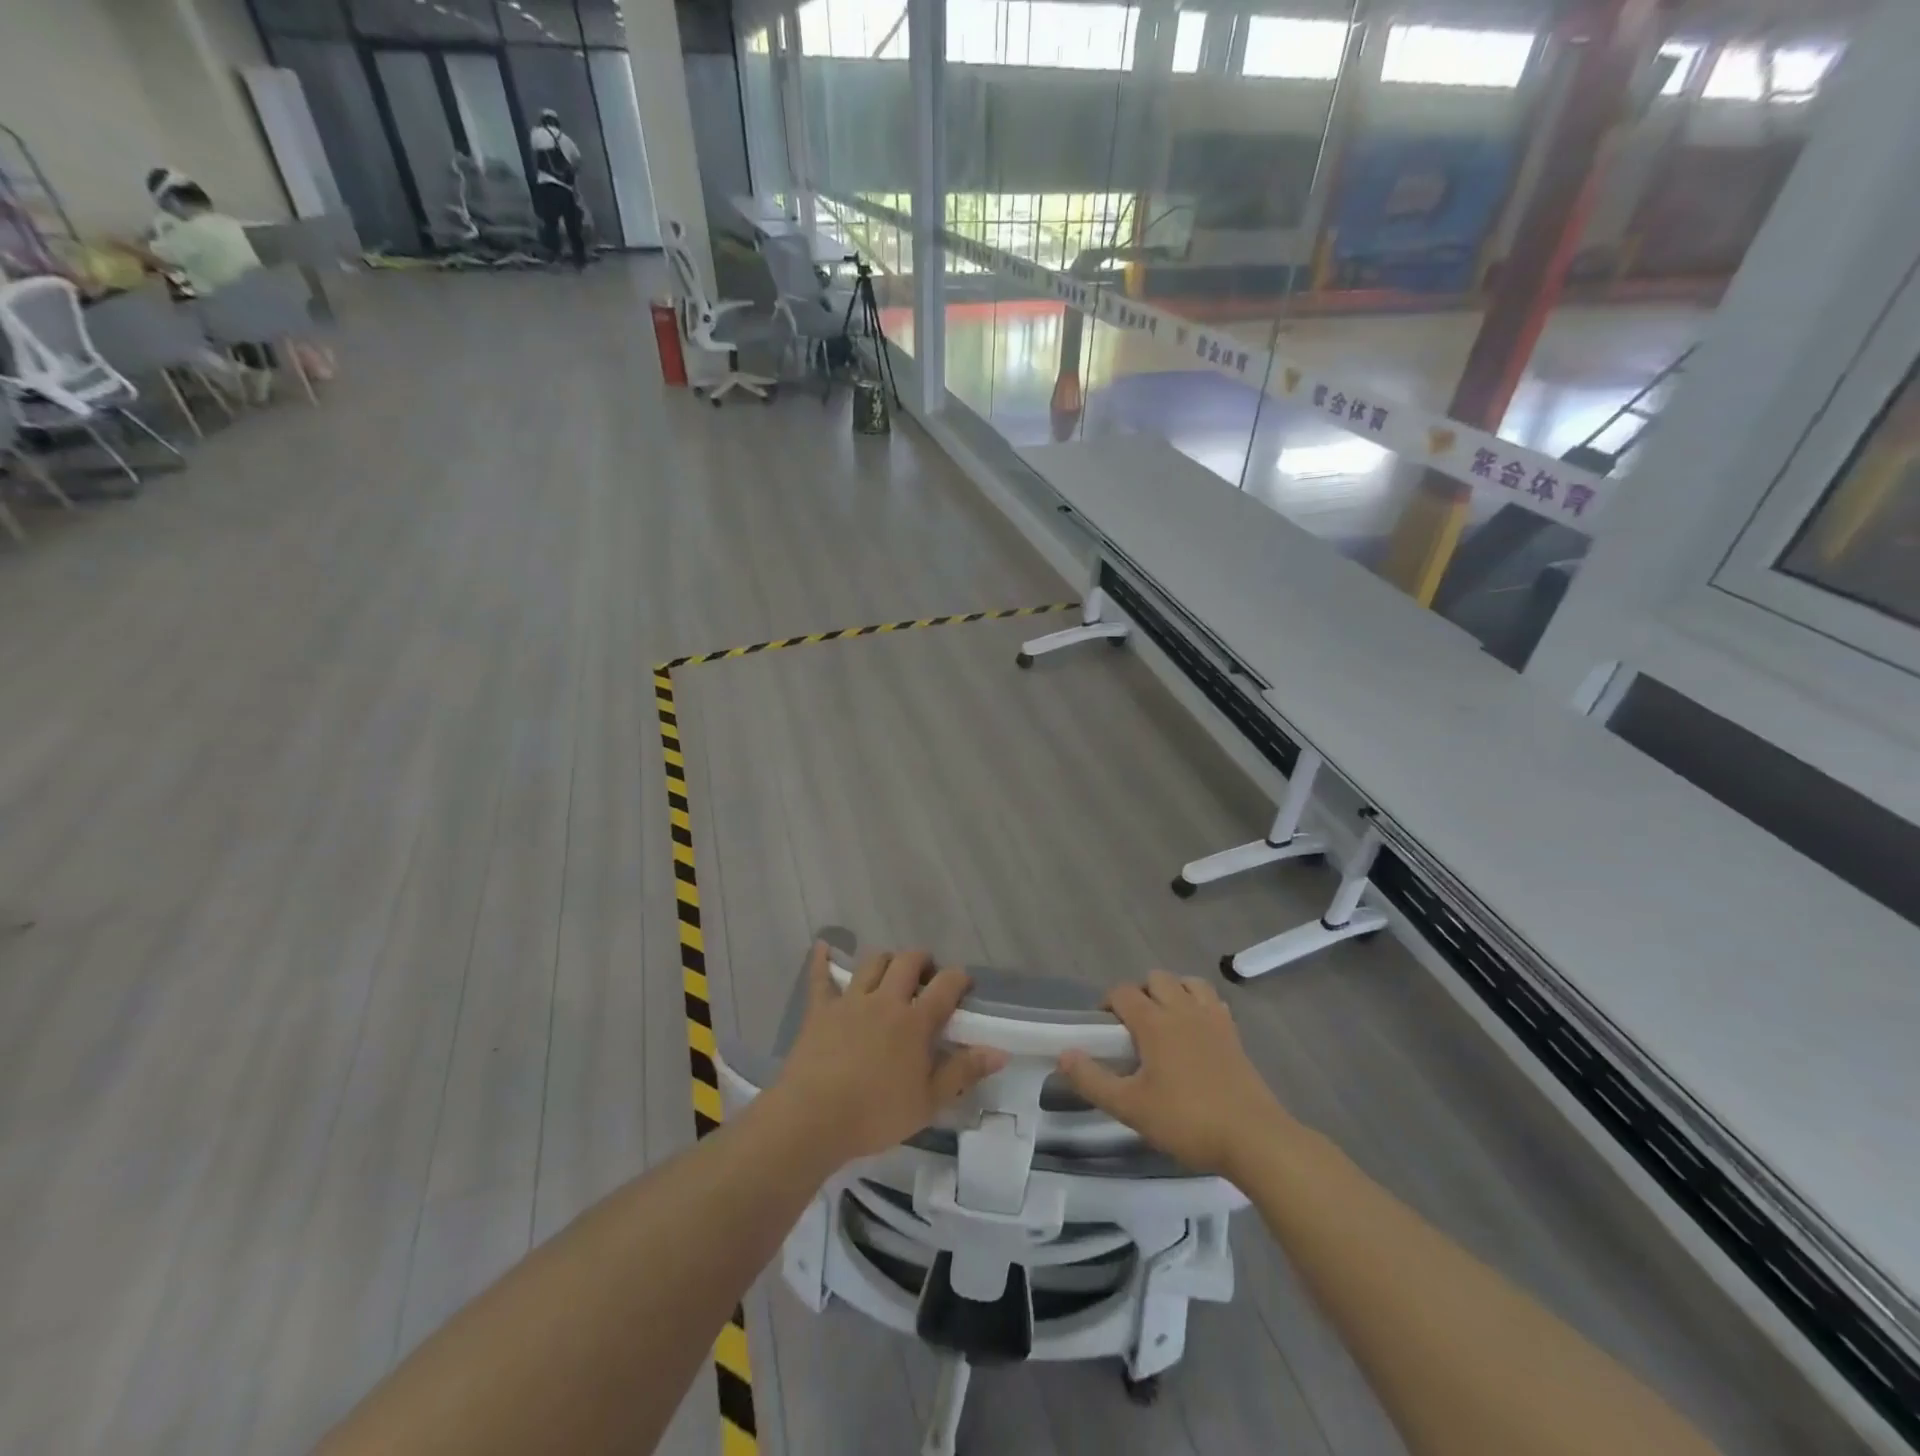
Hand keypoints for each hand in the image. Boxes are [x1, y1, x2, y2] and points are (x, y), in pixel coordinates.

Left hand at [771, 943, 1006, 1167]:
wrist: (813, 1118)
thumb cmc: (876, 1114)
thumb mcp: (929, 1101)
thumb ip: (963, 1071)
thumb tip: (1000, 1051)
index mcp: (915, 1022)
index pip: (946, 985)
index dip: (959, 978)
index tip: (964, 984)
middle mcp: (885, 1000)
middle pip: (908, 961)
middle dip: (922, 961)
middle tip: (927, 976)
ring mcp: (850, 1001)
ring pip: (872, 963)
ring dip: (886, 960)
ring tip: (890, 973)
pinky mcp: (820, 1010)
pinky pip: (820, 977)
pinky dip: (822, 960)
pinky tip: (823, 947)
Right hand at [1057, 970, 1293, 1177]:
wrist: (1254, 1138)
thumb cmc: (1187, 1120)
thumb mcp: (1131, 1108)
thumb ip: (1093, 1080)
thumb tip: (1063, 1055)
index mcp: (1154, 1022)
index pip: (1122, 992)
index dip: (1108, 1004)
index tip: (1103, 1031)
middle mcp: (1182, 1009)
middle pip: (1155, 978)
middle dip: (1140, 994)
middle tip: (1133, 1029)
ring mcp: (1212, 1018)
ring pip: (1187, 982)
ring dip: (1172, 992)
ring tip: (1165, 1023)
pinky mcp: (1234, 1034)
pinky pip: (1212, 1001)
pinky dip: (1199, 1004)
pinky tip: (1195, 1031)